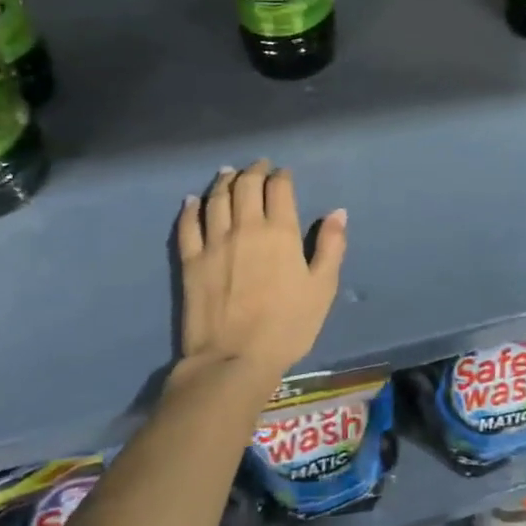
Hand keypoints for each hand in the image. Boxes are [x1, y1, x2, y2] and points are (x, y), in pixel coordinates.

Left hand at [176, 161, 346, 380]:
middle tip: (258, 166)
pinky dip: (190, 209)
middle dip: (254, 171)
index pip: (279, 188)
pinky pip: (188, 226)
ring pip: (216, 199)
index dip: (282, 176)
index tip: (284, 173)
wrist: (234, 360)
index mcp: (281, 231)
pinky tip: (191, 201)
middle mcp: (246, 227)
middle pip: (246, 186)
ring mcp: (214, 243)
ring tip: (228, 173)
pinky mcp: (191, 261)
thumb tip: (337, 212)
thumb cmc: (288, 325)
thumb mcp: (322, 287)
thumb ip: (331, 246)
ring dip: (223, 182)